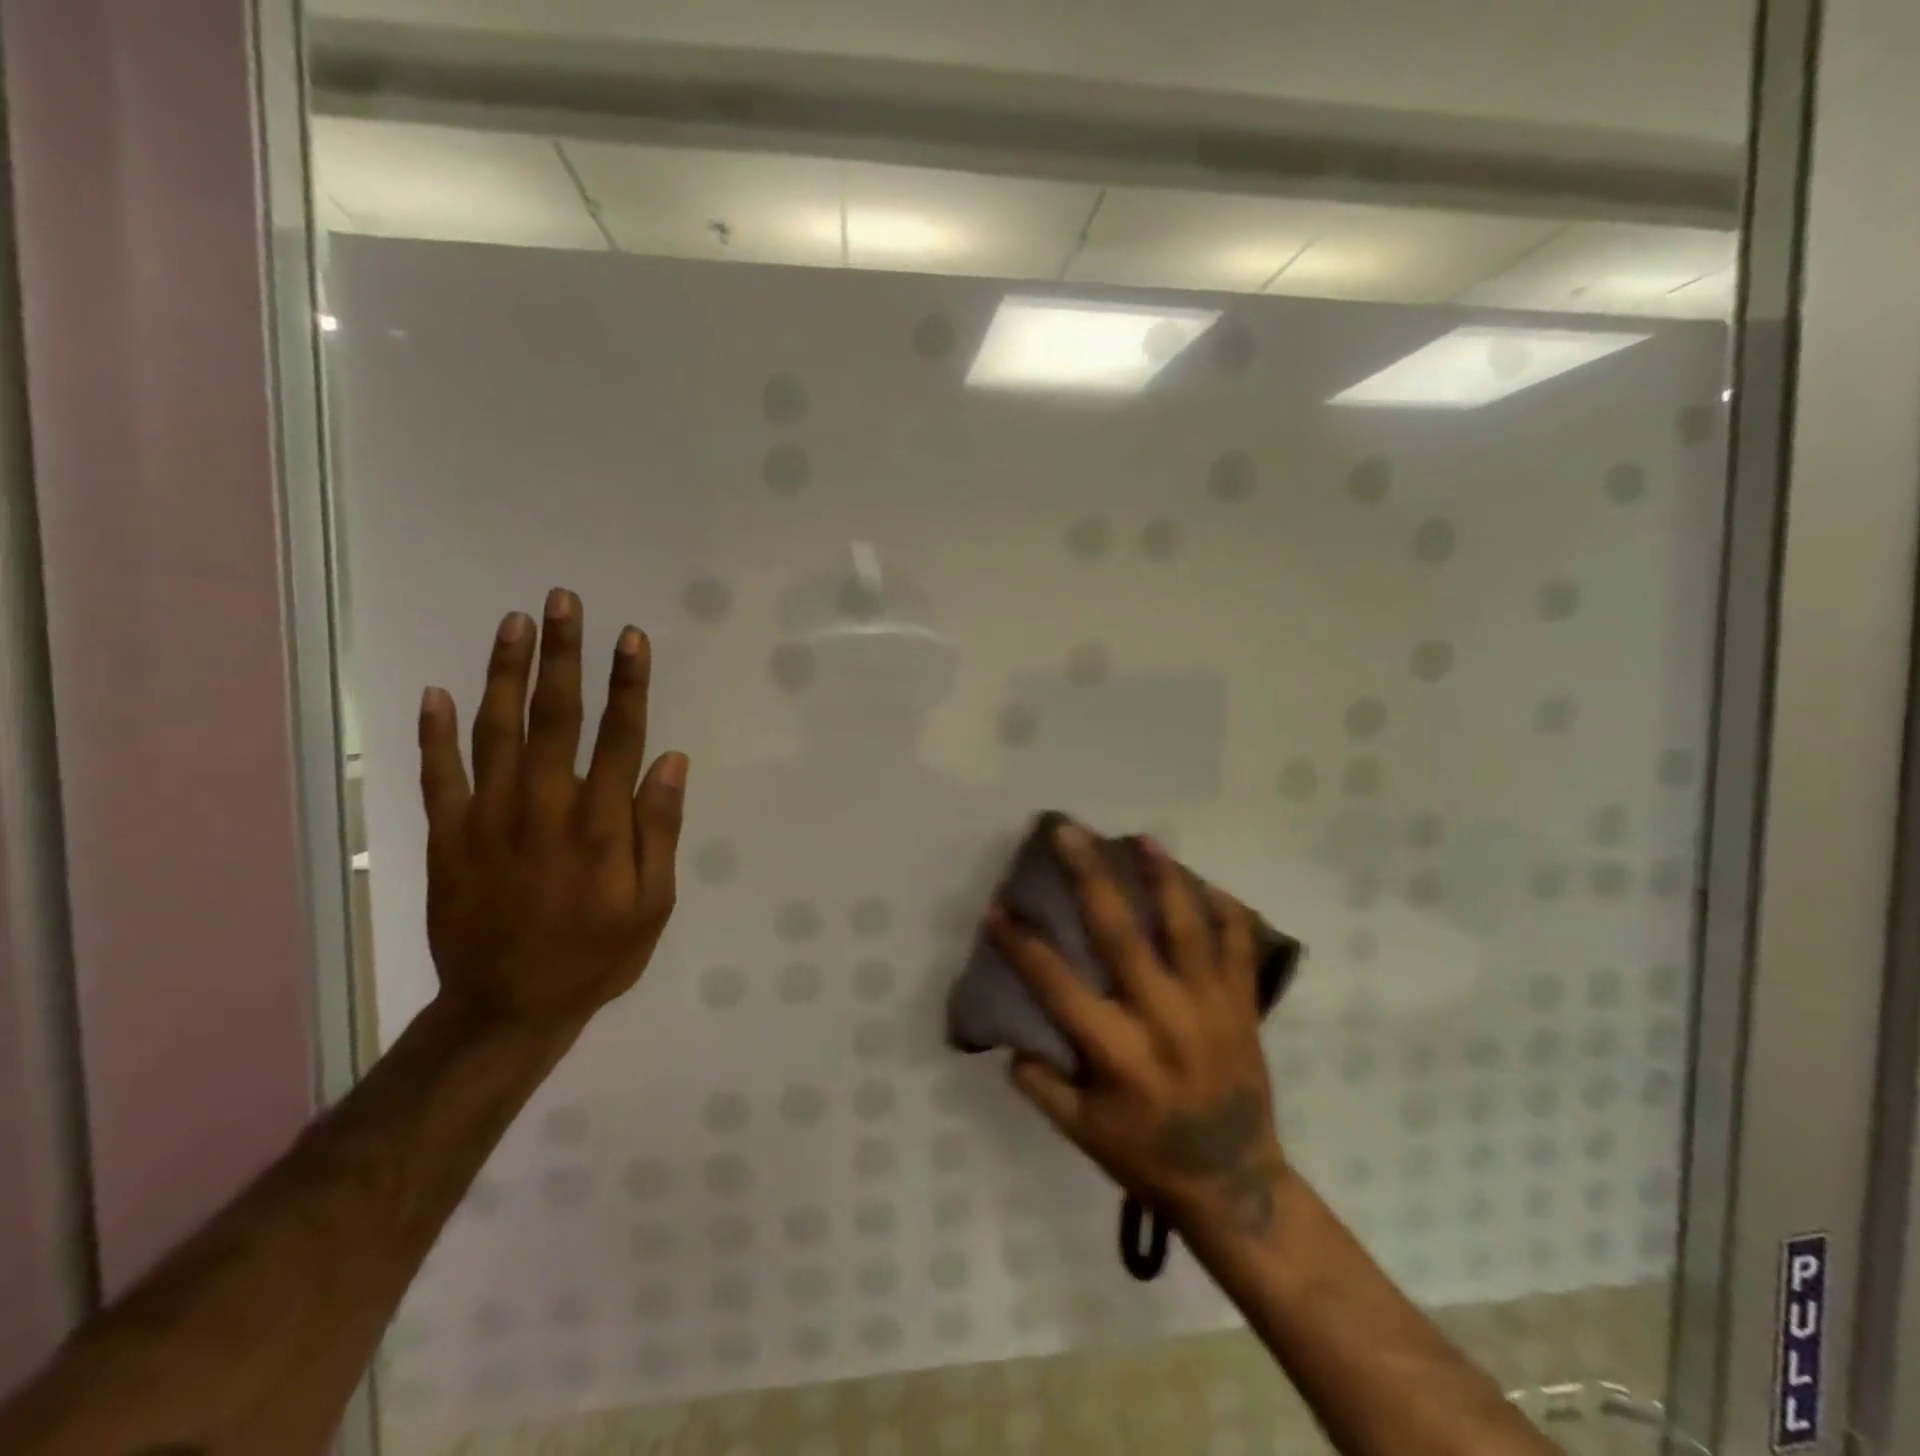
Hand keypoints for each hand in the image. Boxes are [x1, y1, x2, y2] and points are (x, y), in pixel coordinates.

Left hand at [415, 588, 686, 1028]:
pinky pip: (438, 776)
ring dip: (504, 673)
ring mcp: (488, 820)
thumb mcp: (653, 904)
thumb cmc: (597, 955)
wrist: (509, 1008)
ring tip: (513, 623)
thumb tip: (670, 761)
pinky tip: (437, 691)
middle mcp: (544, 809)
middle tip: (562, 600)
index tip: (629, 636)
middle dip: (561, 655)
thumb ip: (659, 830)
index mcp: (600, 826)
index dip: (627, 683)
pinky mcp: (447, 838)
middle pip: (554, 718)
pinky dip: (435, 733)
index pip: (618, 737)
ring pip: (495, 732)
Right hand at [986, 822, 1290, 1237]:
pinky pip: (1238, 945)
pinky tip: (1203, 883)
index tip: (994, 909)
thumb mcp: (1083, 1134)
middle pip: (1120, 933)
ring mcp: (1209, 1006)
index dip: (1020, 944)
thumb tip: (1010, 1044)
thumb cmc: (1149, 1156)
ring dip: (1162, 877)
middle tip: (1069, 831)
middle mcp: (1162, 1017)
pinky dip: (1224, 910)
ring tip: (1142, 838)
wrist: (1236, 1183)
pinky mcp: (1242, 1006)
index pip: (1056, 984)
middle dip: (1089, 877)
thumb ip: (1043, 1087)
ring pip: (1186, 927)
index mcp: (1116, 1051)